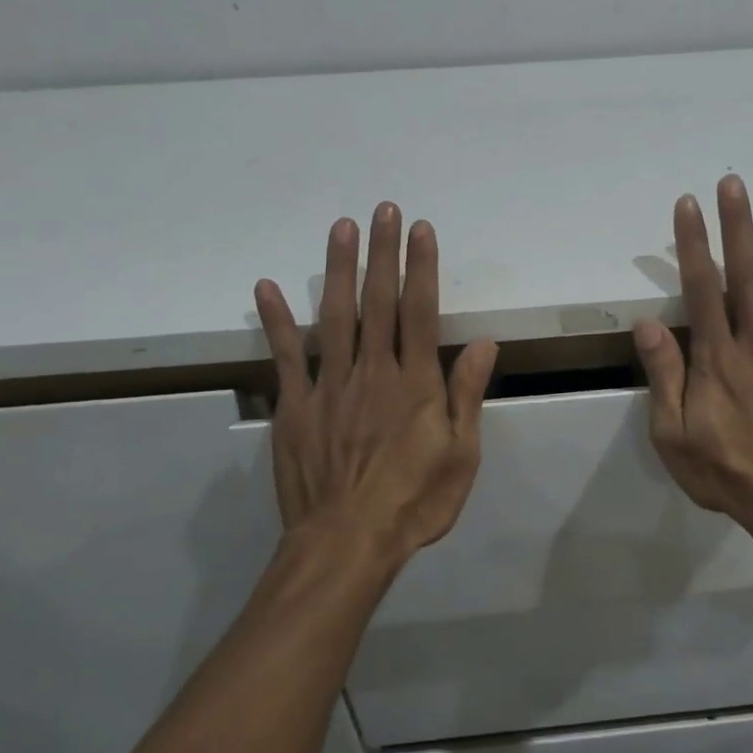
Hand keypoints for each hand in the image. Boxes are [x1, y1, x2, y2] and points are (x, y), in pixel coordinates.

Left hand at [254, 203, 497, 567]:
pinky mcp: (295, 406)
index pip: (421, 312)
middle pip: (379, 302)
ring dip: (338, 269)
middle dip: (383, 253)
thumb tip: (486, 344)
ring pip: (334, 315)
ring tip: (341, 228)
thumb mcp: (460, 456)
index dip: (422, 267)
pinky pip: (286, 356)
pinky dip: (276, 321)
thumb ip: (466, 395)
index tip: (419, 229)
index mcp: (415, 383)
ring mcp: (330, 386)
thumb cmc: (413, 502)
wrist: (346, 543)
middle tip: (383, 209)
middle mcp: (373, 372)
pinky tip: (266, 287)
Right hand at [633, 177, 752, 545]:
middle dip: (738, 225)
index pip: (702, 288)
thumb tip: (648, 323)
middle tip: (733, 182)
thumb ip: (665, 376)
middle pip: (746, 275)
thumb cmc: (726, 472)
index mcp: (719, 358)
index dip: (694, 243)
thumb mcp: (674, 435)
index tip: (688, 205)